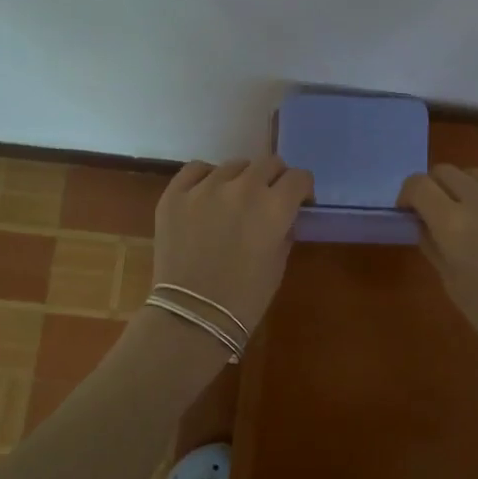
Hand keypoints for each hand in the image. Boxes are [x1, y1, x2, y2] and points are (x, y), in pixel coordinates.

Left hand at [151, 157, 313, 334]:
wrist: (192, 315)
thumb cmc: (245, 298)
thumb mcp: (279, 263)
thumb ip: (284, 228)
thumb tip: (283, 214)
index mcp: (274, 207)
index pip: (299, 177)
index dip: (302, 189)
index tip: (298, 202)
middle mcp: (243, 188)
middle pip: (269, 163)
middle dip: (275, 179)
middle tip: (268, 199)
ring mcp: (205, 188)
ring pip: (233, 165)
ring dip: (241, 179)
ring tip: (234, 201)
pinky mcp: (175, 194)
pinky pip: (197, 169)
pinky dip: (206, 178)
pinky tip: (207, 195)